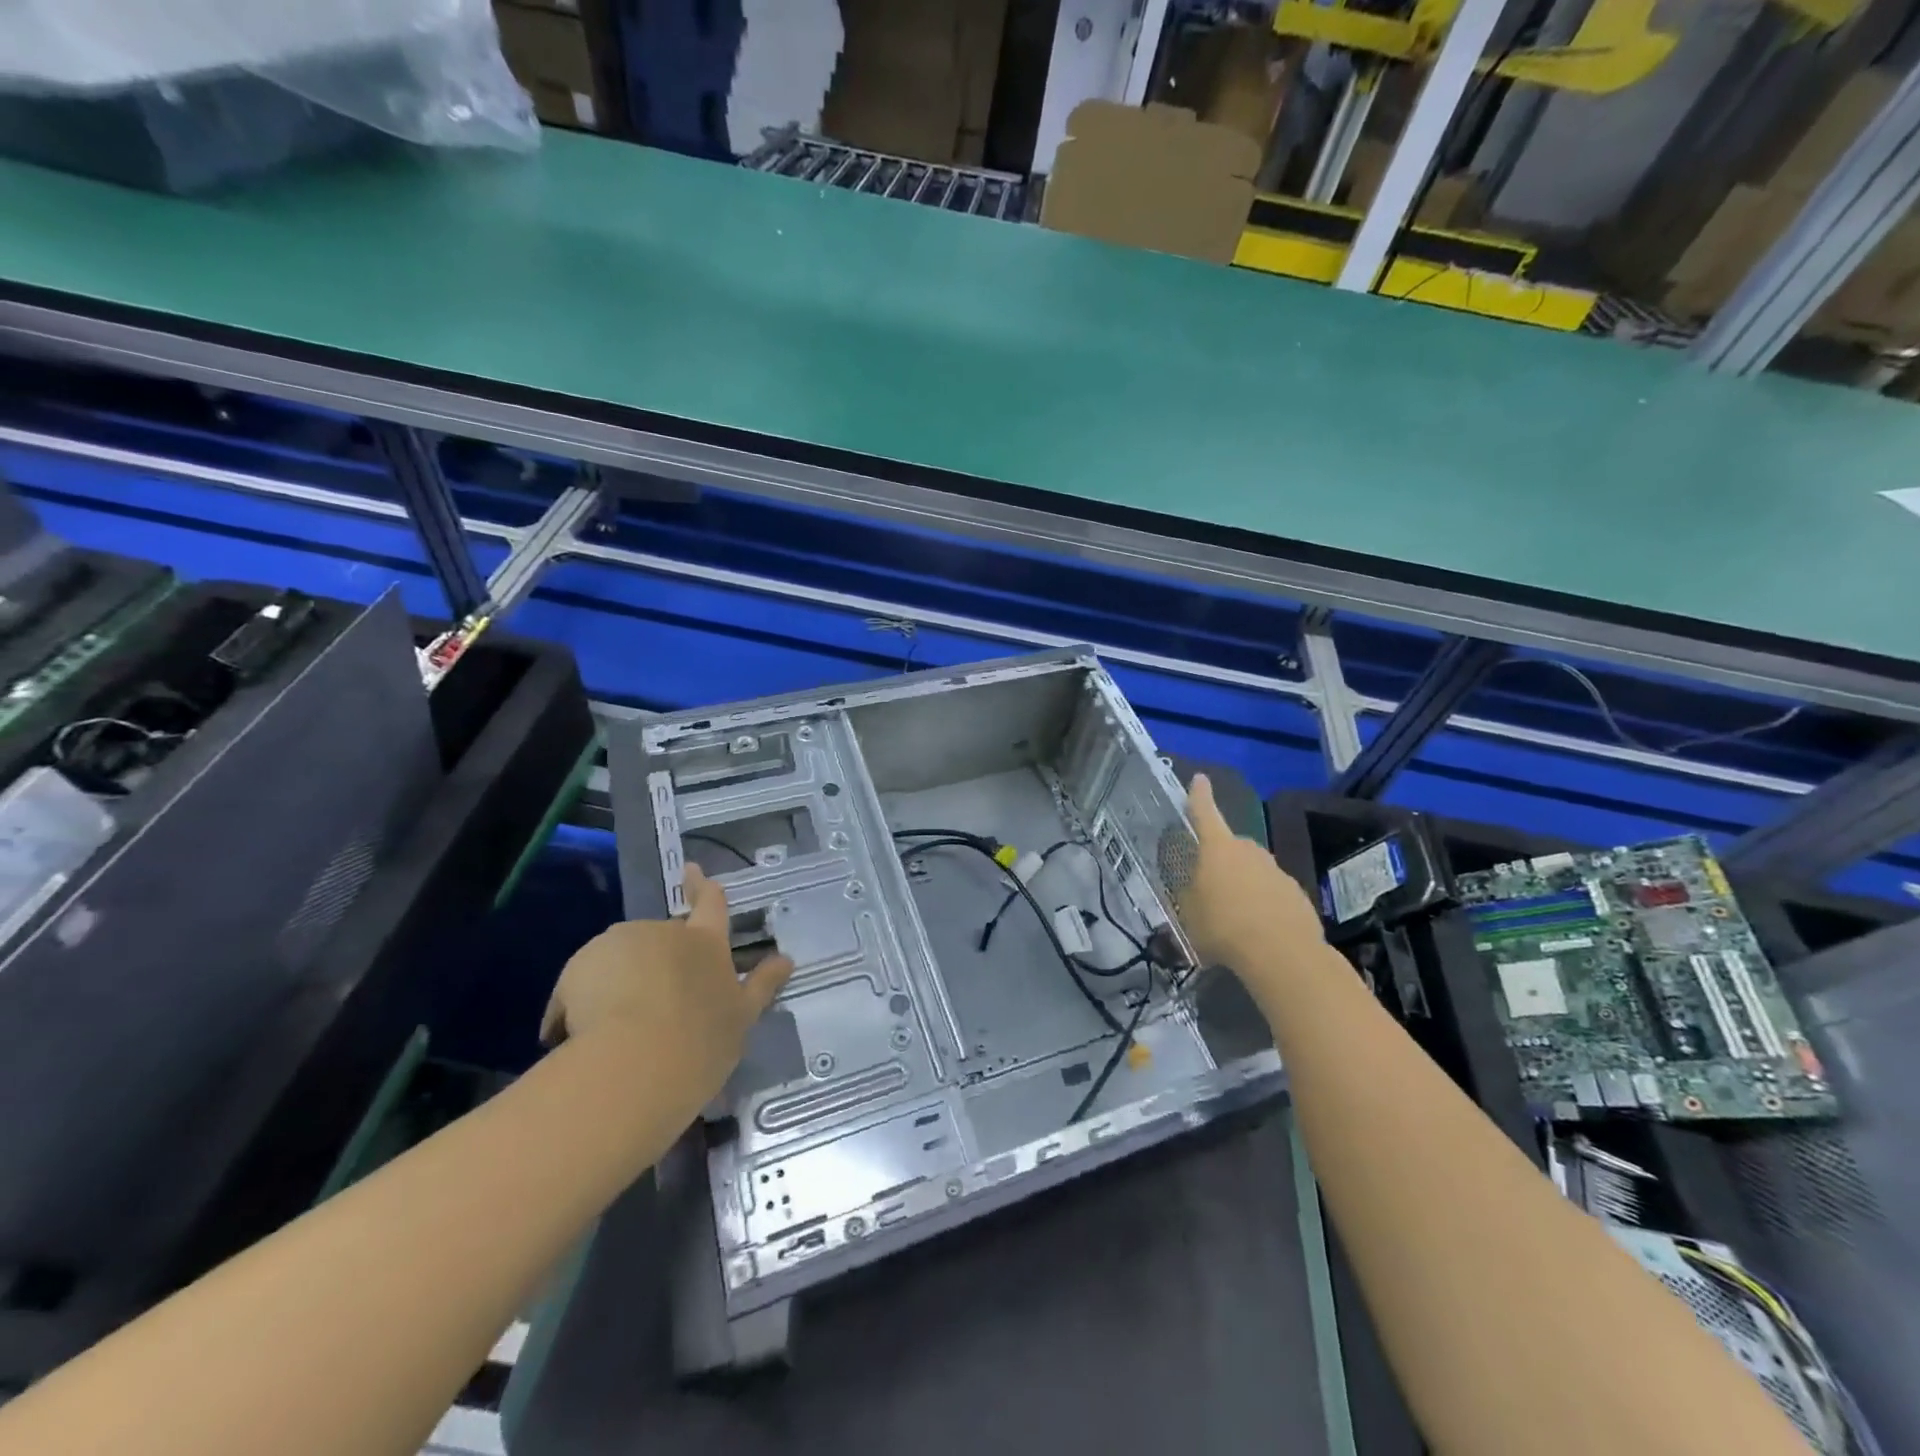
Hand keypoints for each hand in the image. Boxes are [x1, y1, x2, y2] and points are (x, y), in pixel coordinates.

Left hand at [540, 864, 793, 1107]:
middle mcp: (665, 933)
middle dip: (653, 961)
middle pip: (660, 937)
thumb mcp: (742, 1017)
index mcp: (707, 942)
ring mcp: (621, 944)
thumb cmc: (701, 1042)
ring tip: (613, 1029)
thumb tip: (787, 960)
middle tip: (649, 1005)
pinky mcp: (580, 965)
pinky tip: (582, 1036)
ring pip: (619, 958)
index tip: (691, 868)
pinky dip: (580, 1001)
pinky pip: (581, 982)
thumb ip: (762, 985)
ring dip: (617, 980)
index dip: (702, 886)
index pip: (710, 905)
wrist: (635, 1064)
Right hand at [1179, 774, 1327, 995]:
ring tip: (1233, 917)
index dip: (1199, 795)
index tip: (1199, 778)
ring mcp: (1276, 870)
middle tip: (1210, 887)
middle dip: (1220, 861)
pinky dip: (1263, 904)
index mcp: (1218, 848)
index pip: (1204, 812)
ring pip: (1253, 871)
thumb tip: (1192, 891)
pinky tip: (1258, 930)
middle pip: (1230, 847)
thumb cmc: (1223, 927)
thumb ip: (1189, 896)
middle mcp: (1249, 850)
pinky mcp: (1297, 894)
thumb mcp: (1189, 914)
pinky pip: (1272, 893)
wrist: (1283, 954)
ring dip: (1243, 885)